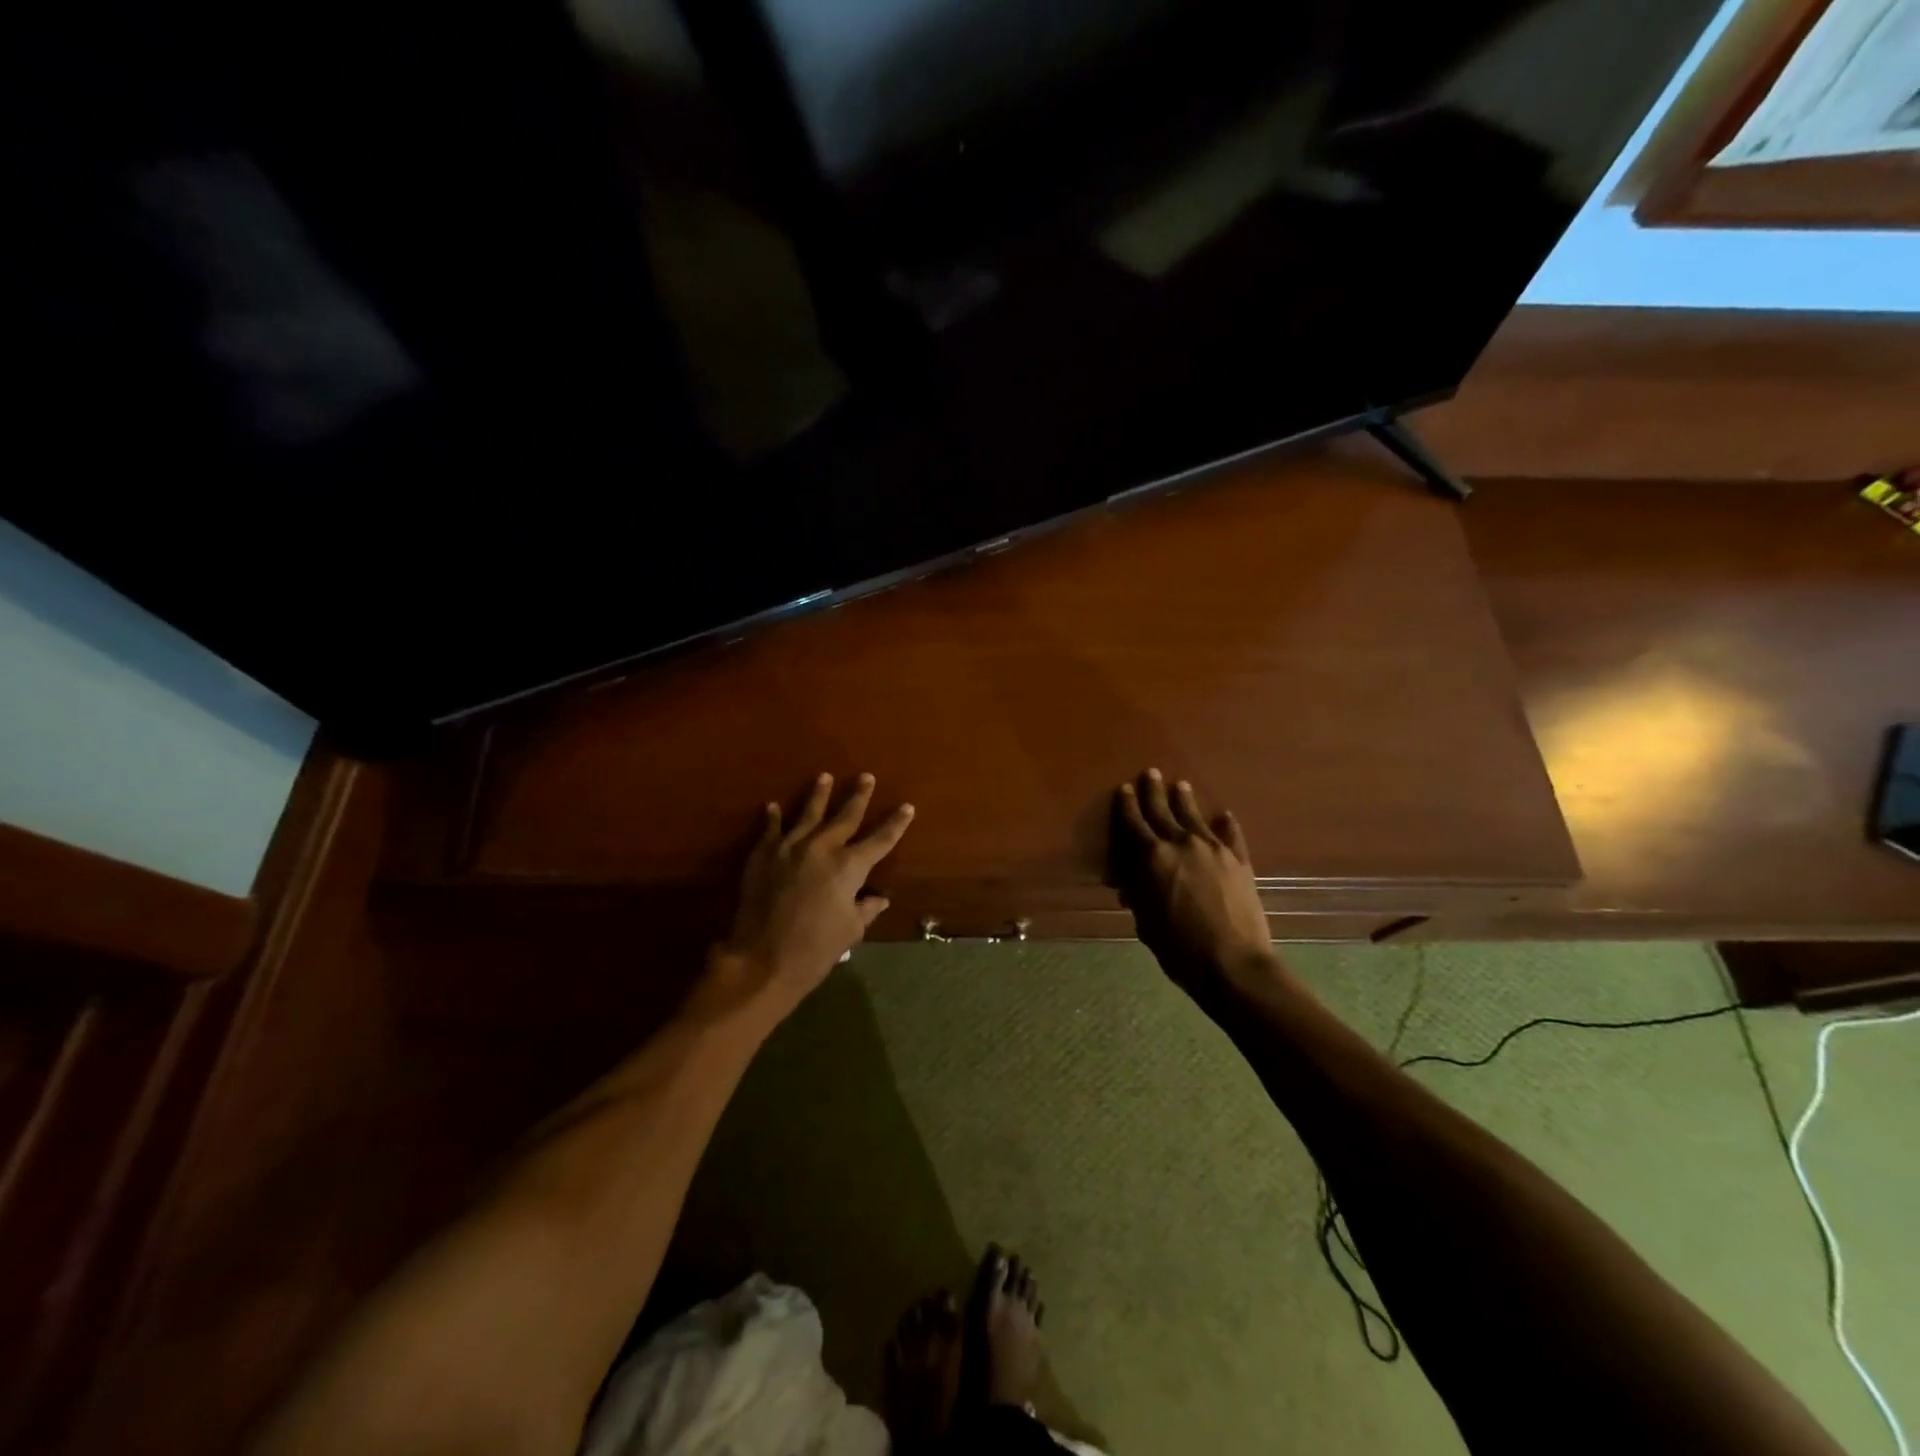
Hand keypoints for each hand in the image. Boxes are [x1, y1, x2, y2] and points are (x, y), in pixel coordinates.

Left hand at [700, 773, 913, 1032]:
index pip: (881, 839)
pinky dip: (772, 818)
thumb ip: (865, 908)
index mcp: (849, 866)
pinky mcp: (763, 856)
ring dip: (818, 795)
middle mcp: (821, 848)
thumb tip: (879, 898)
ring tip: (824, 777)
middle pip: (845, 816)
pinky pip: (770, 830)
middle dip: (858, 796)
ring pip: (807, 814)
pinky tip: (772, 806)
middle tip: (866, 777)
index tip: (907, 807)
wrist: (762, 959)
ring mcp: (789, 848)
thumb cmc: (816, 949)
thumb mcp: (850, 930)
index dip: (896, 824)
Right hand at [1112, 769, 1274, 999]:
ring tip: (1181, 785)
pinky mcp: (1239, 861)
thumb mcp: (1146, 922)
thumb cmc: (1178, 948)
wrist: (1233, 964)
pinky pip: (1231, 835)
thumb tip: (1129, 882)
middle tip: (1151, 773)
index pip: (1134, 824)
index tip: (1125, 789)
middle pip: (1163, 811)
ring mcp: (1214, 849)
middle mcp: (1181, 844)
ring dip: (1185, 800)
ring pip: (1195, 817)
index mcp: (1152, 858)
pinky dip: (1226, 825)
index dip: (1127, 806)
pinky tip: (1225, 816)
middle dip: (1154, 792)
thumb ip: (1137, 894)